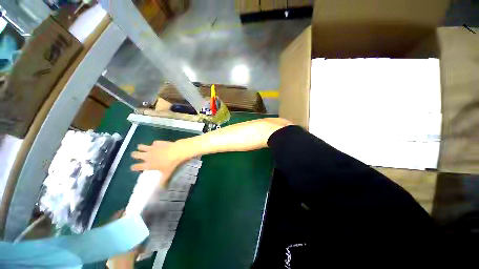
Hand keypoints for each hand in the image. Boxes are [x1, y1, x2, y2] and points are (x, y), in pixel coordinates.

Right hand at [130, 141, 183, 186]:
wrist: (176, 151)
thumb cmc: (171, 164)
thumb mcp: (167, 174)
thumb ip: (163, 181)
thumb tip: (162, 189)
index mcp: (148, 164)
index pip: (137, 166)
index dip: (134, 167)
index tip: (133, 167)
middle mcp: (147, 156)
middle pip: (135, 154)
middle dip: (135, 155)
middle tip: (136, 155)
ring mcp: (152, 148)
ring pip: (141, 147)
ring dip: (141, 148)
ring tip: (142, 148)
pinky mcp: (157, 142)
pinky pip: (153, 143)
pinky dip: (154, 144)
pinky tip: (157, 145)